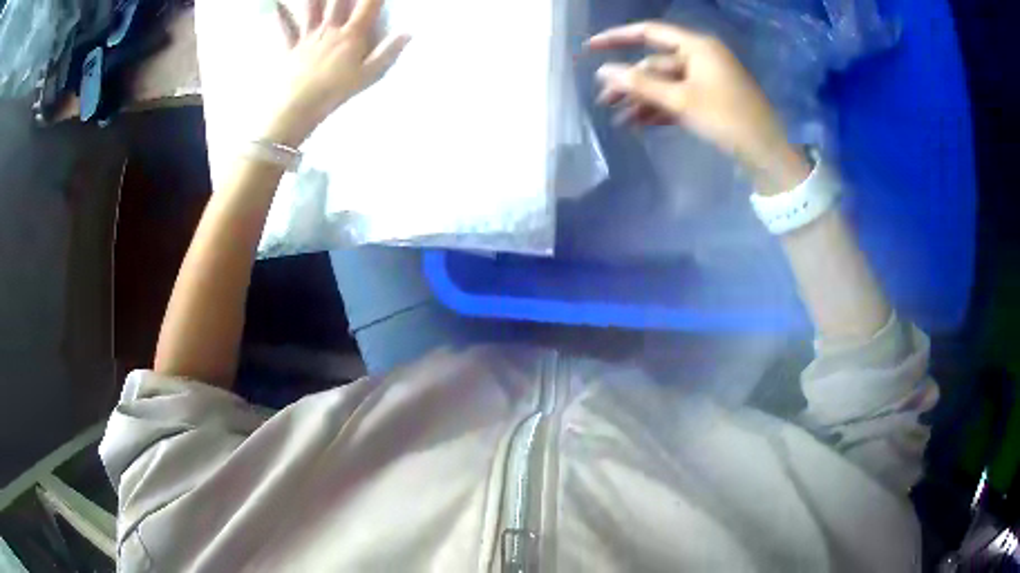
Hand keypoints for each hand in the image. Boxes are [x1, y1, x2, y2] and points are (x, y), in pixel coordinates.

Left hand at [264, 0, 408, 146]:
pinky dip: (280, 16)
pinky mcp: (290, 48)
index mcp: (351, 35)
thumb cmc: (334, 93)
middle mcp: (330, 29)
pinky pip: (284, 28)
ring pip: (311, 8)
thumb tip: (410, 31)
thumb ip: (389, 52)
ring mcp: (308, 37)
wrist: (296, 107)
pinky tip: (275, 4)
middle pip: (339, 1)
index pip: (368, 6)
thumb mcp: (368, 76)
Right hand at [587, 22, 810, 193]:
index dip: (617, 38)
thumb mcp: (680, 100)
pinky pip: (678, 98)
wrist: (766, 153)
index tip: (590, 48)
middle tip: (603, 102)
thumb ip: (640, 85)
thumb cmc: (726, 119)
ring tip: (619, 121)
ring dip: (642, 100)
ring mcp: (706, 79)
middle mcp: (700, 57)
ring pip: (665, 84)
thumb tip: (602, 72)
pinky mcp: (710, 100)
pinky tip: (640, 124)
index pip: (649, 33)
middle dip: (630, 83)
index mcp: (696, 47)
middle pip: (655, 64)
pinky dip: (660, 109)